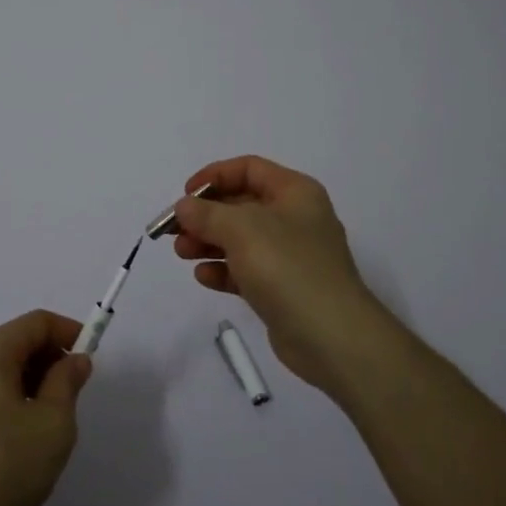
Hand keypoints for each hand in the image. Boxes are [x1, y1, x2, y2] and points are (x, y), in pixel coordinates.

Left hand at [0, 310, 92, 505]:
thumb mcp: (52, 426)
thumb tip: (75, 359)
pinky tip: (18, 435)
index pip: (36, 322)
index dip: (68, 331)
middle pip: (14, 340)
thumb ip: (67, 382)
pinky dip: (7, 396)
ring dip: (29, 379)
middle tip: (73, 391)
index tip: (90, 356)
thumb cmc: (2, 470)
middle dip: (49, 357)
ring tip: (49, 417)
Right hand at [171, 155, 394, 395]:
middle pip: (241, 204)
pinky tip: (204, 278)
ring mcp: (291, 255)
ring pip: (240, 239)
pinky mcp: (284, 288)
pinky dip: (224, 270)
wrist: (332, 336)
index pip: (248, 169)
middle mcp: (295, 218)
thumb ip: (207, 214)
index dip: (214, 176)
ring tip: (182, 254)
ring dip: (208, 242)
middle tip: (174, 231)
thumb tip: (184, 207)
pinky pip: (247, 270)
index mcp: (294, 192)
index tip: (185, 195)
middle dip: (205, 215)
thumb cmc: (287, 267)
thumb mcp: (241, 229)